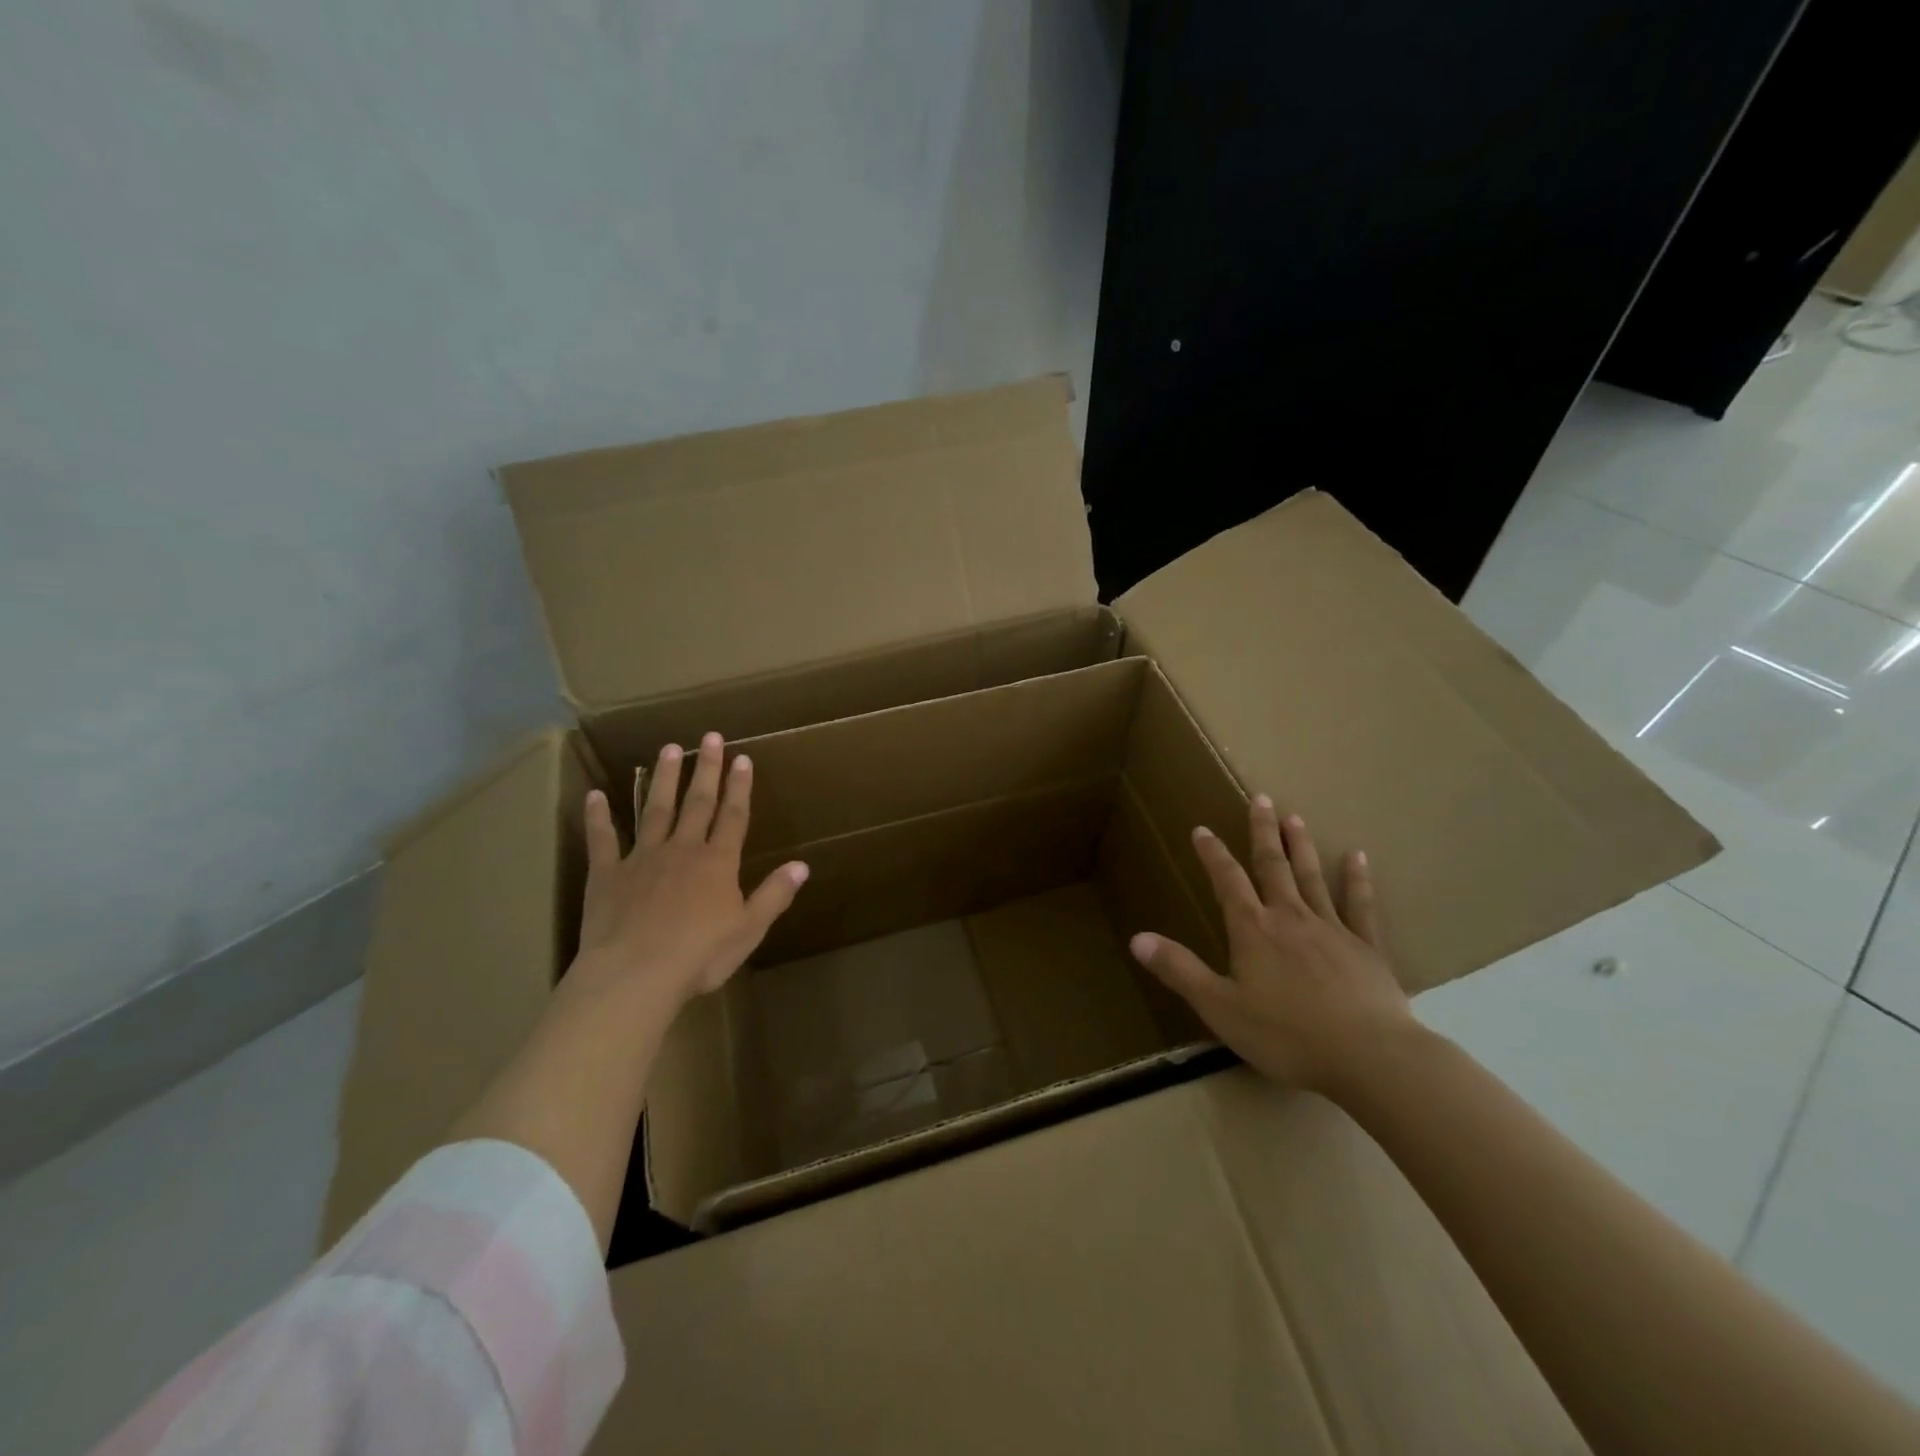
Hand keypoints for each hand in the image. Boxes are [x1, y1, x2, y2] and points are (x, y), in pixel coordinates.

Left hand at [572, 732, 808, 1007]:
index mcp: (717, 863)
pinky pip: (602, 840)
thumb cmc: (699, 956)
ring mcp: (642, 859)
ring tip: (668, 748)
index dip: (740, 786)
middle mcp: (682, 850)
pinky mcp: (606, 875)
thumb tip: (802, 865)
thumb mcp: (748, 929)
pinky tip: (594, 795)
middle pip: (697, 803)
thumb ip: (774, 894)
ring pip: (655, 810)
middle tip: (710, 738)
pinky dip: (598, 817)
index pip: (733, 816)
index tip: (742, 758)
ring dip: (664, 779)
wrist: (635, 975)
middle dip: (706, 769)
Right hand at [1128, 795, 1411, 1094]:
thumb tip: (1136, 939)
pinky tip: (1357, 857)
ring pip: (1312, 877)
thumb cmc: (1286, 1034)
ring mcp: (1332, 929)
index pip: (1227, 881)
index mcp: (1253, 930)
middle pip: (1273, 866)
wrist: (1369, 1057)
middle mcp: (1290, 918)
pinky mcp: (1367, 948)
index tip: (1202, 828)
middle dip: (1263, 832)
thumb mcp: (1219, 1007)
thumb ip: (1179, 970)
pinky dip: (1357, 880)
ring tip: (1295, 817)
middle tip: (1261, 798)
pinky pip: (1360, 906)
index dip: (1212, 854)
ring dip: (1301, 846)